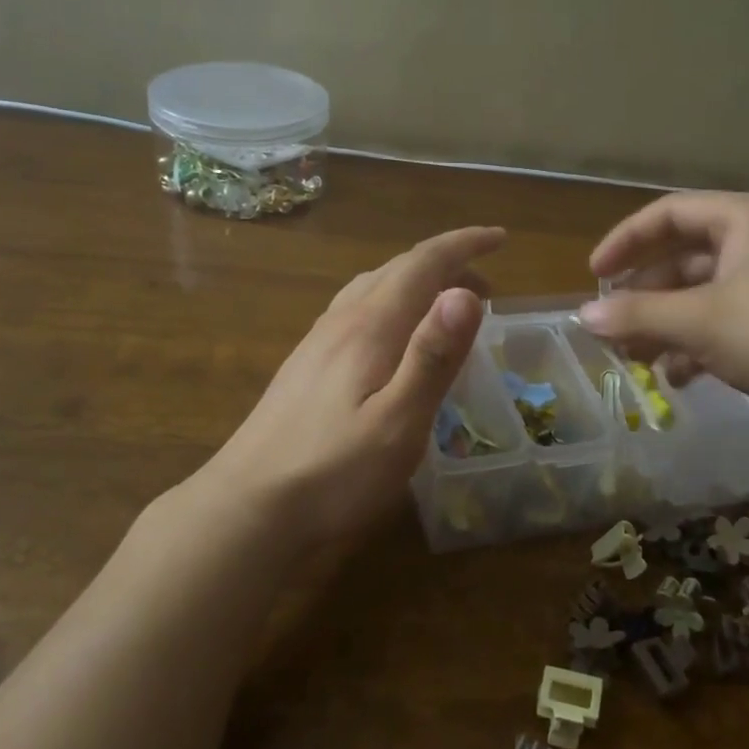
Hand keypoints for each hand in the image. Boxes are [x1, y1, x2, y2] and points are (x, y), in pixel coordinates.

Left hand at [196, 226, 504, 547]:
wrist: (249, 510)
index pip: (423, 264)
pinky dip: (392, 305)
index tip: (500, 239)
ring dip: (417, 283)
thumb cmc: (334, 473)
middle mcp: (342, 322)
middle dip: (446, 264)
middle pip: (398, 270)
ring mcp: (318, 343)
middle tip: (488, 286)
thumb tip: (465, 291)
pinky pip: (356, 311)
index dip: (463, 245)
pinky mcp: (306, 366)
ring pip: (373, 288)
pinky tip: (394, 338)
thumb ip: (432, 356)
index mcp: (370, 327)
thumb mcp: (398, 421)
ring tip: (447, 306)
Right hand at [580, 192, 748, 504]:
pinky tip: (679, 378)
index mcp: (746, 220)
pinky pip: (726, 326)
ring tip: (636, 360)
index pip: (670, 213)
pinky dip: (697, 347)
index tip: (594, 275)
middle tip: (612, 328)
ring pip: (703, 297)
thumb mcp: (702, 321)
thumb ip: (638, 315)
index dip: (626, 240)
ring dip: (666, 326)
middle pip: (684, 258)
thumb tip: (583, 315)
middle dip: (645, 296)